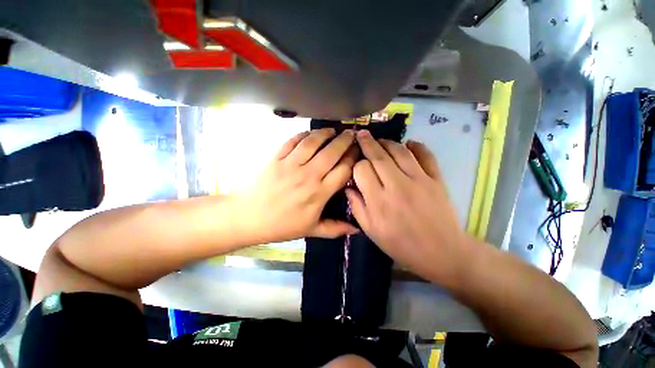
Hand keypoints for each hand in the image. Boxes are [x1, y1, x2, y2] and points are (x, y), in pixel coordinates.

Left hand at [235, 128, 358, 243]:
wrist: (248, 217)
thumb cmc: (282, 225)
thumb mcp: (311, 230)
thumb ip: (335, 228)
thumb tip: (356, 230)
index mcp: (319, 193)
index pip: (343, 170)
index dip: (353, 158)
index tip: (358, 152)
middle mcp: (308, 175)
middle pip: (332, 152)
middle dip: (345, 141)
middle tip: (351, 134)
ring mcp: (291, 164)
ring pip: (313, 142)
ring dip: (326, 133)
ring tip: (333, 130)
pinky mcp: (276, 157)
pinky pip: (293, 141)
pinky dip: (304, 134)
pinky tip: (310, 133)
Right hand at [345, 130, 472, 284]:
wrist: (441, 252)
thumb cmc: (401, 244)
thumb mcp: (371, 231)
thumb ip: (357, 207)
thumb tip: (348, 187)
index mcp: (379, 201)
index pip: (362, 170)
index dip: (357, 164)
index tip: (356, 165)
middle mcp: (397, 186)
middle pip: (379, 156)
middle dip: (368, 143)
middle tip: (362, 134)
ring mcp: (419, 180)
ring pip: (400, 151)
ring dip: (388, 142)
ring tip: (380, 140)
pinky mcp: (436, 179)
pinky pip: (426, 155)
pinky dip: (417, 146)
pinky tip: (409, 143)